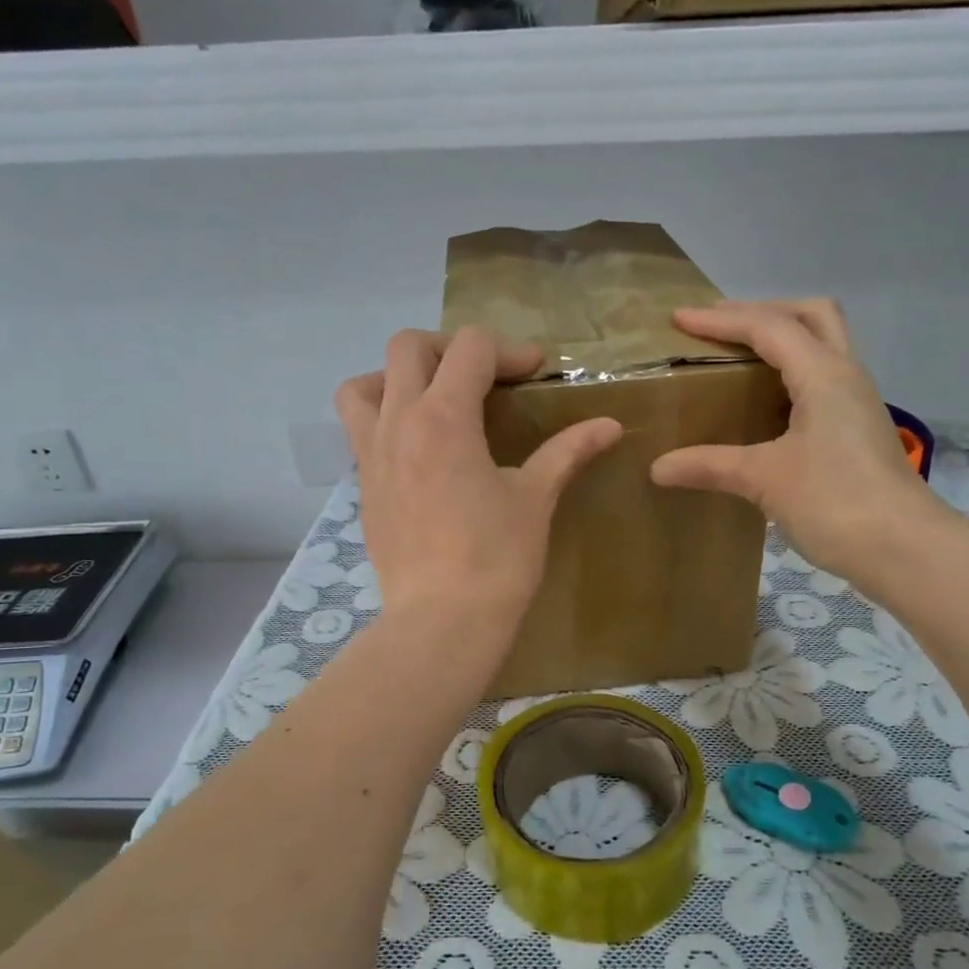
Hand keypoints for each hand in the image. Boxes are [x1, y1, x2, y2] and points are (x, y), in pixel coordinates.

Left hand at [336, 328, 622, 629]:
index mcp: (444, 418)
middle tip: (483, 377)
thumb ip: (567, 452)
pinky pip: (358, 429)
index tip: (535, 373)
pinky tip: (418, 449)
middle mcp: (398, 422)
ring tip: (431, 401)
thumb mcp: (535, 499)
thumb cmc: (496, 559)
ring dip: (397, 377)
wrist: (441, 621)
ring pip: (363, 384)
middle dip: (450, 348)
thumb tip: (610, 426)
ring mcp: (371, 454)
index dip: (508, 350)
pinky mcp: (363, 485)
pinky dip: (383, 418)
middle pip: (407, 347)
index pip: (470, 348)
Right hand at [650, 300, 947, 589]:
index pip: (769, 327)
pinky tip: (767, 402)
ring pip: (824, 344)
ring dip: (784, 338)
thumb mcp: (765, 480)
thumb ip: (710, 466)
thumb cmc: (835, 502)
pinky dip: (793, 372)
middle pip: (812, 316)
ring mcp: (858, 402)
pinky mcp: (859, 429)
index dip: (721, 320)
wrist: (904, 548)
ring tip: (740, 356)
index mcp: (824, 375)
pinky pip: (824, 378)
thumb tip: (657, 468)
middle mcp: (846, 375)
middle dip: (764, 311)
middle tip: (721, 328)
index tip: (678, 318)